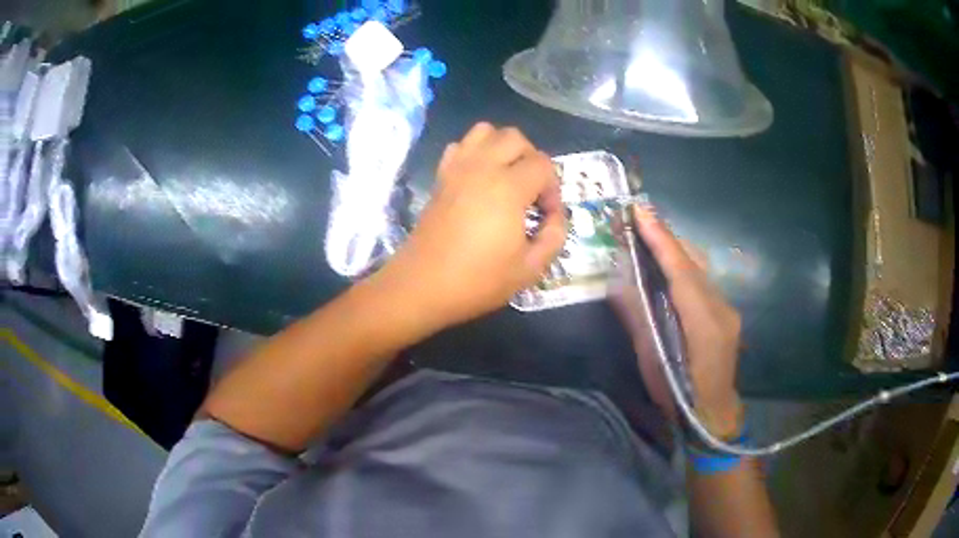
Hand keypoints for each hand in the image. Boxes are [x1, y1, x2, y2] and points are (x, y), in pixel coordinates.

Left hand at [381, 122, 565, 327]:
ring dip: (502, 147)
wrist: (422, 286)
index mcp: (508, 187)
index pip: (543, 165)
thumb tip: (555, 218)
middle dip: (532, 158)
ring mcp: (457, 168)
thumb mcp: (529, 269)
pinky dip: (474, 152)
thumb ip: (554, 237)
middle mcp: (482, 167)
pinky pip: (459, 146)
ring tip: (507, 177)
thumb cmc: (478, 280)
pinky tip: (478, 178)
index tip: (547, 216)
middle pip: (515, 137)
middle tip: (531, 192)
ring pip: (485, 131)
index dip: (553, 188)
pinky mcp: (440, 177)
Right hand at [613, 206, 742, 438]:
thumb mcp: (652, 360)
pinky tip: (669, 264)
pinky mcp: (727, 311)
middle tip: (638, 218)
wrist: (712, 412)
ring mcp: (728, 309)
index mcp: (703, 325)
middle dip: (666, 238)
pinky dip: (684, 266)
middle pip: (693, 263)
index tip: (641, 213)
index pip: (682, 272)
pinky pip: (703, 281)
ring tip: (649, 235)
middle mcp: (721, 310)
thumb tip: (617, 285)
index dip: (661, 241)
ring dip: (674, 250)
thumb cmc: (677, 394)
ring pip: (700, 269)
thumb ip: (638, 319)